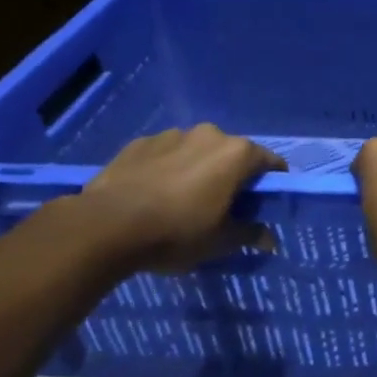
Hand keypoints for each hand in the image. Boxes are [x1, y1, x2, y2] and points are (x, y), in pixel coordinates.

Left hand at [79, 125, 285, 271]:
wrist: (105, 226)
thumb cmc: (176, 232)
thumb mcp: (220, 242)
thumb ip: (250, 234)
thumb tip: (270, 240)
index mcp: (237, 154)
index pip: (271, 163)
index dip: (271, 184)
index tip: (263, 205)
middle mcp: (209, 134)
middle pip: (232, 154)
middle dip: (232, 175)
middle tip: (222, 206)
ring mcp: (172, 135)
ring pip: (197, 151)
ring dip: (198, 169)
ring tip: (181, 200)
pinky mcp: (140, 142)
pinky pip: (165, 154)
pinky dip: (167, 168)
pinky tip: (153, 194)